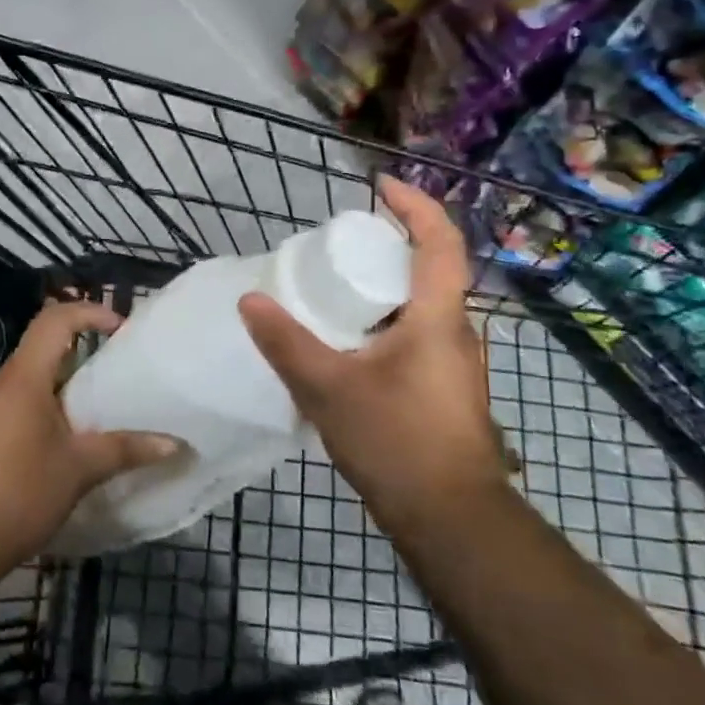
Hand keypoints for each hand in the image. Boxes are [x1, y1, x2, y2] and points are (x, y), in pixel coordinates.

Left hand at [0, 300, 178, 577]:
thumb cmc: (16, 493)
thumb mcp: (78, 470)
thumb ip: (125, 450)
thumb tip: (175, 444)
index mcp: (24, 376)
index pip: (56, 319)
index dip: (91, 312)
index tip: (123, 330)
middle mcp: (1, 383)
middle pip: (45, 348)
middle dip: (85, 353)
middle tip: (123, 373)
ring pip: (33, 380)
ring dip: (68, 387)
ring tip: (104, 411)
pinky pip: (20, 405)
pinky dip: (49, 410)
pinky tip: (69, 443)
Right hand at [237, 176, 505, 520]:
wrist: (452, 519)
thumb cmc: (397, 442)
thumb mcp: (328, 388)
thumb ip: (286, 343)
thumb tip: (249, 300)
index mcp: (438, 318)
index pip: (439, 242)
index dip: (414, 205)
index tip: (378, 186)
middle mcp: (456, 332)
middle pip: (429, 270)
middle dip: (390, 246)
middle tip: (340, 243)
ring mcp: (453, 364)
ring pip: (421, 307)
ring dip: (385, 288)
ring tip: (335, 289)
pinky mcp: (444, 390)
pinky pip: (414, 336)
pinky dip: (383, 322)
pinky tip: (347, 345)